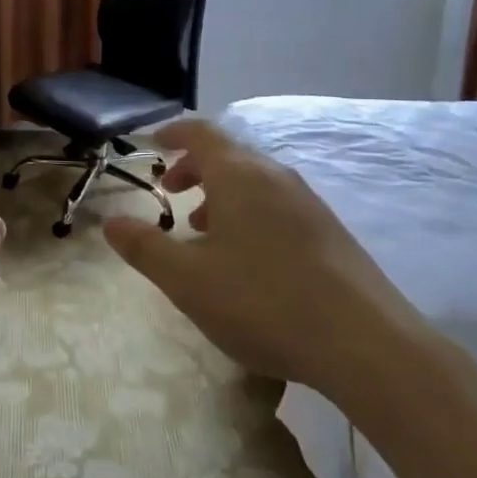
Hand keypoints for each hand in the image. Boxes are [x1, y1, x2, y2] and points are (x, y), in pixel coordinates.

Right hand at [103, 118, 430, 405]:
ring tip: (204, 232)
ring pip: (255, 183)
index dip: (173, 135)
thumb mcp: (188, 280)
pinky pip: (278, 205)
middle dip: (195, 169)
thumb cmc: (263, 301)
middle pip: (228, 156)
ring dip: (223, 195)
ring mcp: (309, 202)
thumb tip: (110, 221)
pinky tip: (249, 260)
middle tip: (171, 195)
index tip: (153, 145)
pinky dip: (251, 214)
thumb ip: (144, 248)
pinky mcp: (331, 232)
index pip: (200, 133)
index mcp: (238, 175)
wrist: (366, 344)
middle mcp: (275, 176)